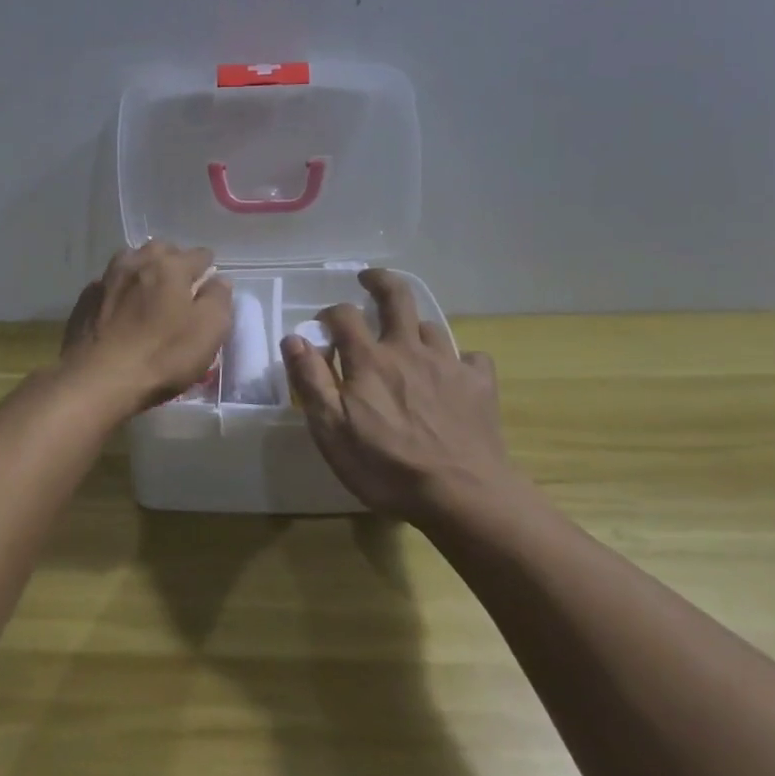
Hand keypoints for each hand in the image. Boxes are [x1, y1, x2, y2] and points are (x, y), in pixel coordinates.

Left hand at [61, 242, 233, 413]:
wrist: (97, 381)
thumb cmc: (161, 357)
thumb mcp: (208, 332)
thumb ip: (218, 300)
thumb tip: (218, 280)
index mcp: (169, 267)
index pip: (199, 254)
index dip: (207, 267)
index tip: (209, 282)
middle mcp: (136, 263)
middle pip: (160, 249)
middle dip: (173, 261)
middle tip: (180, 286)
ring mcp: (106, 279)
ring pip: (130, 261)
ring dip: (143, 270)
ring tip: (148, 292)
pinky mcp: (84, 300)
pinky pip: (108, 284)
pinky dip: (119, 290)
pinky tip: (120, 309)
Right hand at [281, 270, 511, 522]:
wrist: (463, 495)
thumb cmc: (387, 467)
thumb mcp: (332, 431)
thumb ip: (311, 381)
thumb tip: (294, 338)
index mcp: (370, 360)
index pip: (344, 315)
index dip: (330, 313)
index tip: (322, 325)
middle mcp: (409, 350)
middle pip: (396, 297)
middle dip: (379, 281)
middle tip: (368, 280)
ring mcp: (448, 364)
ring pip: (430, 327)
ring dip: (414, 327)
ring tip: (407, 339)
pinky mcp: (480, 385)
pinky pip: (470, 358)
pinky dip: (459, 360)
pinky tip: (455, 374)